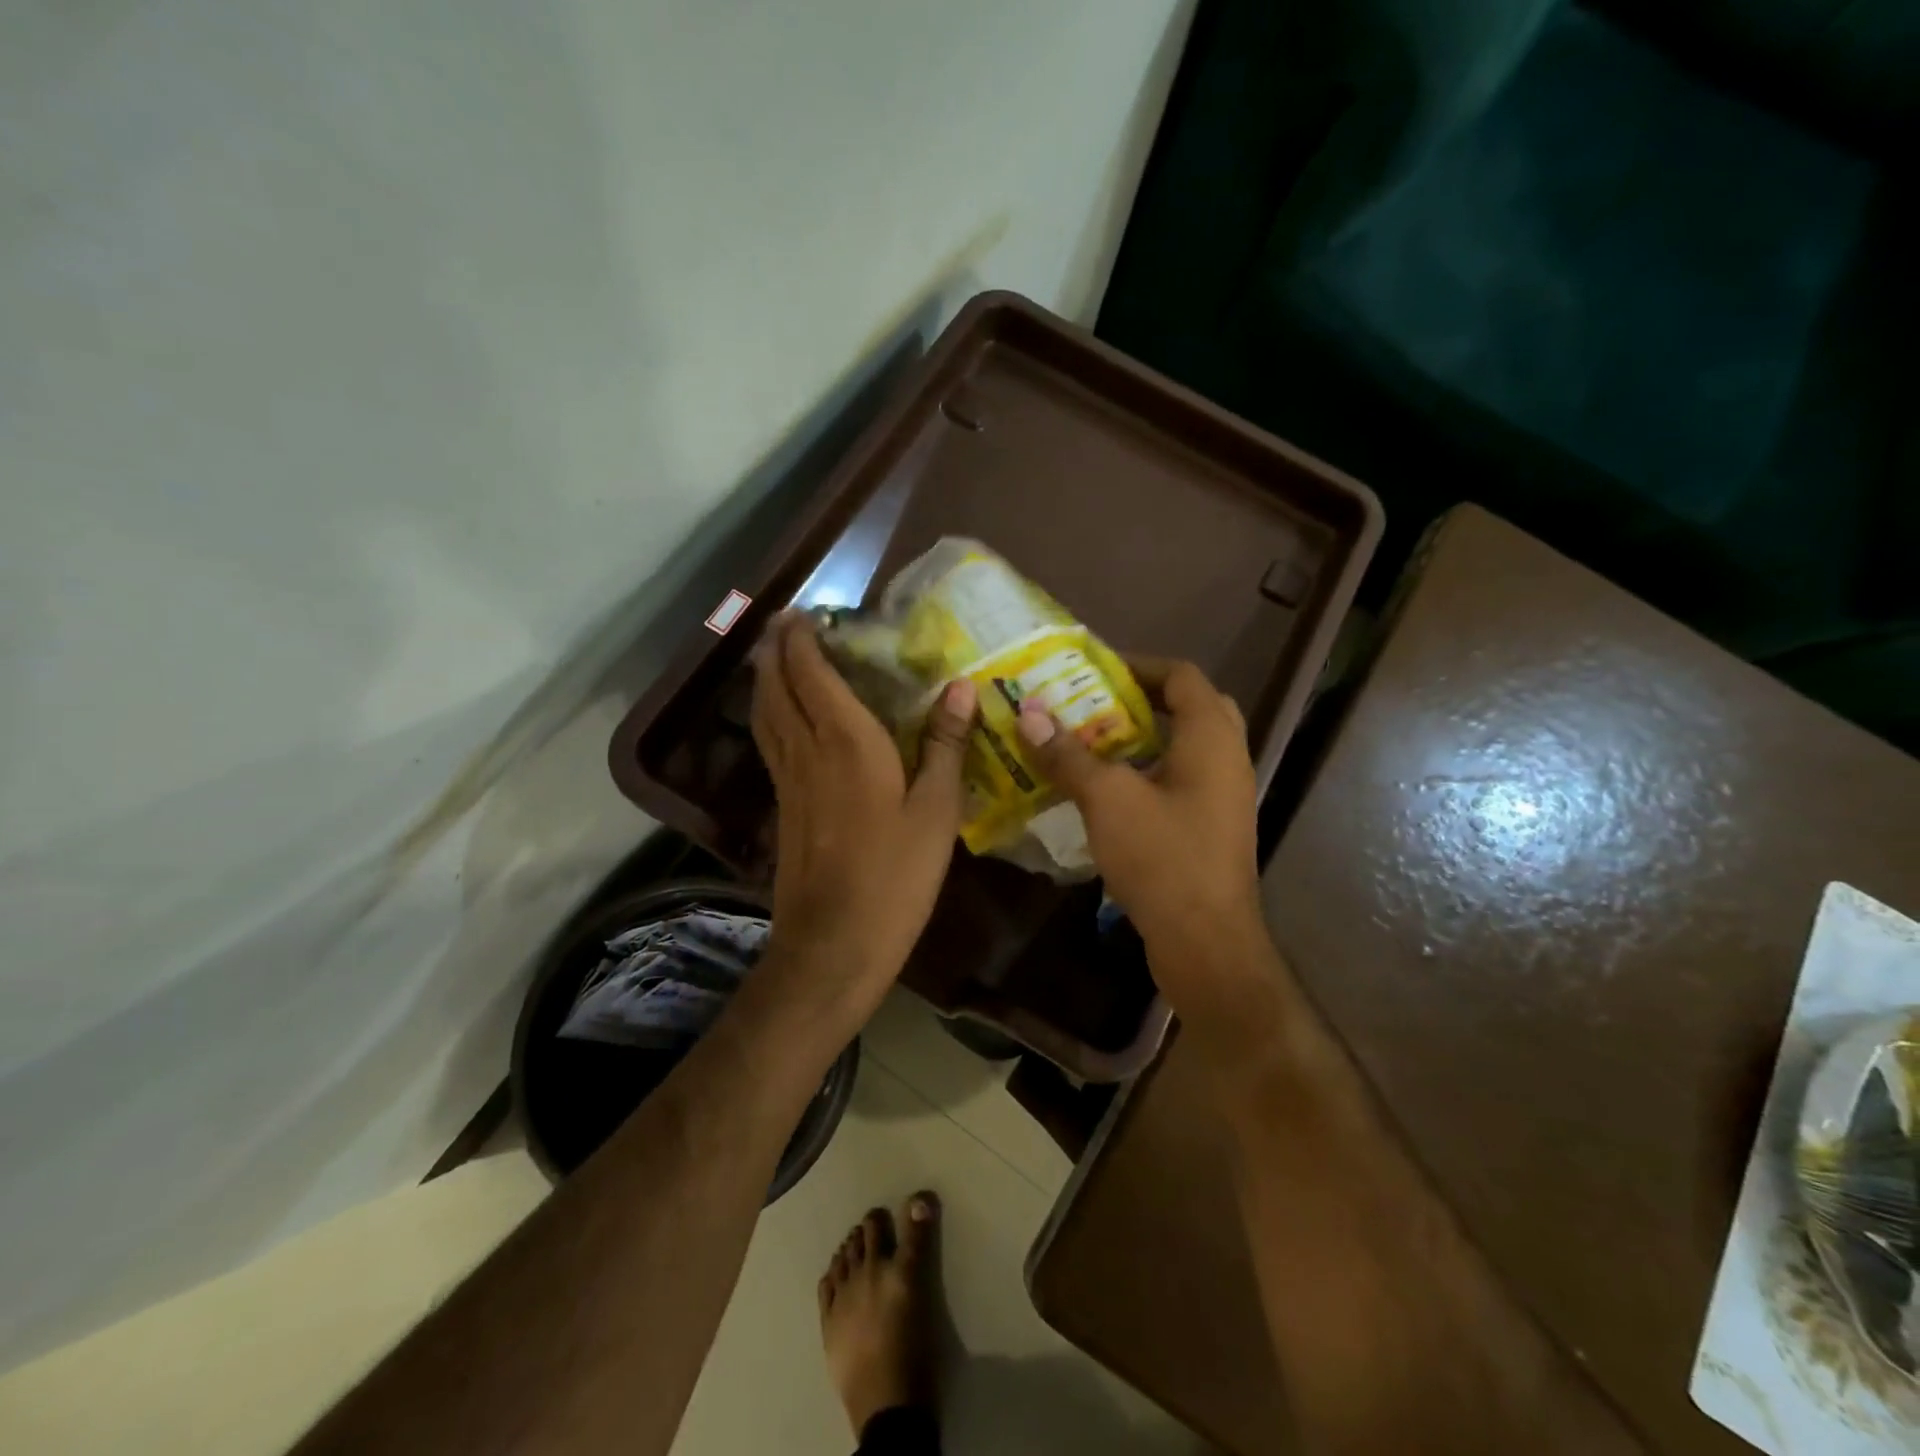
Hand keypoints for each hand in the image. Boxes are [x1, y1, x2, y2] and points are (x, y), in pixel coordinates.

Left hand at [750, 614, 976, 1015]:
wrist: (835, 942)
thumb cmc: (896, 874)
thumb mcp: (936, 810)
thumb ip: (945, 745)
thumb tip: (960, 688)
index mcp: (847, 742)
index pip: (813, 674)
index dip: (804, 639)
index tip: (806, 611)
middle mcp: (807, 750)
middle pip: (777, 686)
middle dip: (776, 648)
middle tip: (785, 621)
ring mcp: (788, 780)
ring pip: (765, 713)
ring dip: (766, 677)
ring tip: (774, 655)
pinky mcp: (781, 806)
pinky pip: (770, 741)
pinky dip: (769, 713)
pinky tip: (781, 718)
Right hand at [1015, 659, 1269, 1018]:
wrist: (1206, 943)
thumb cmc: (1163, 858)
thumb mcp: (1107, 799)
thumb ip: (1068, 754)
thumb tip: (1028, 714)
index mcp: (1211, 739)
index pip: (1182, 676)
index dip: (1139, 665)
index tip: (1093, 670)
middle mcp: (1226, 759)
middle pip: (1189, 708)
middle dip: (1141, 700)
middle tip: (1094, 703)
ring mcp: (1222, 797)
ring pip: (1183, 748)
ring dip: (1140, 738)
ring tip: (1089, 740)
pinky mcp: (1209, 828)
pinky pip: (1179, 781)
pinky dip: (1145, 773)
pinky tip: (1104, 789)